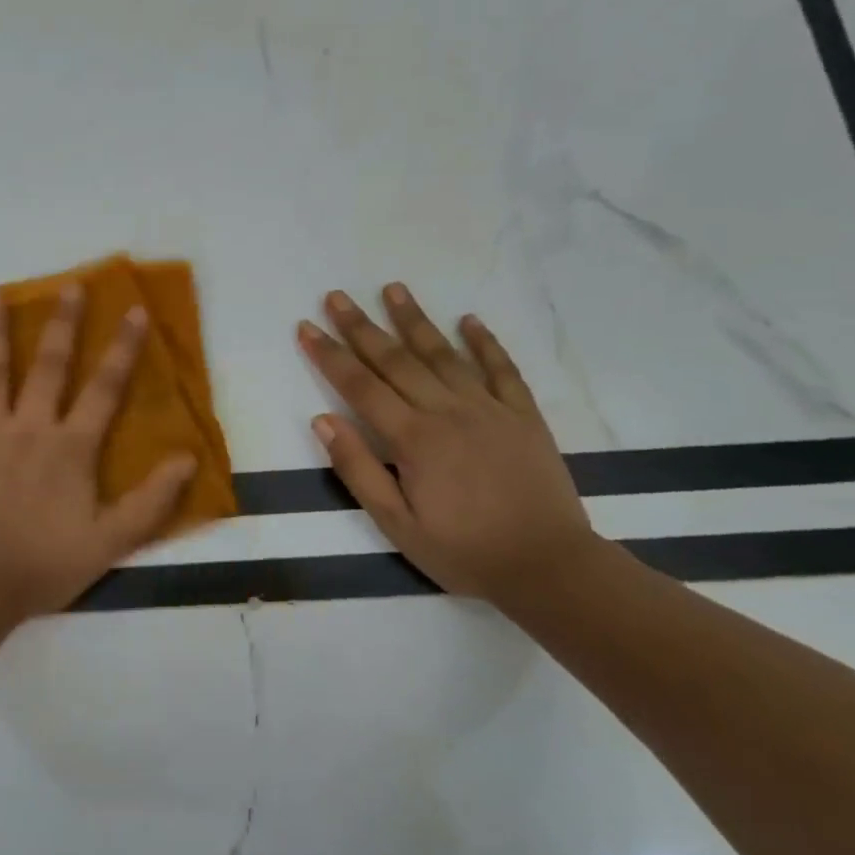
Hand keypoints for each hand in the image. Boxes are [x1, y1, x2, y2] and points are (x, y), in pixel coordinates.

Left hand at [0, 285, 196, 618]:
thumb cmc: (45, 564)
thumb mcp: (111, 540)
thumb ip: (151, 499)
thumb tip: (187, 459)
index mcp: (70, 446)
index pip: (105, 389)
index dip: (123, 350)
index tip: (134, 310)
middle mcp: (29, 428)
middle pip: (50, 367)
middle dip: (63, 324)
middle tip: (70, 286)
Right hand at [297, 284, 594, 600]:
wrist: (547, 566)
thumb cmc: (463, 551)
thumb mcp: (396, 525)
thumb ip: (358, 470)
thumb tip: (323, 420)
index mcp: (413, 439)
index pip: (360, 387)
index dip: (330, 355)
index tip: (306, 326)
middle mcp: (447, 411)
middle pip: (395, 360)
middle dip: (361, 326)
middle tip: (336, 296)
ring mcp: (489, 408)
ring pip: (443, 354)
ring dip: (415, 319)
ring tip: (393, 288)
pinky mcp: (523, 415)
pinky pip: (501, 369)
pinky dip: (485, 342)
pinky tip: (469, 320)